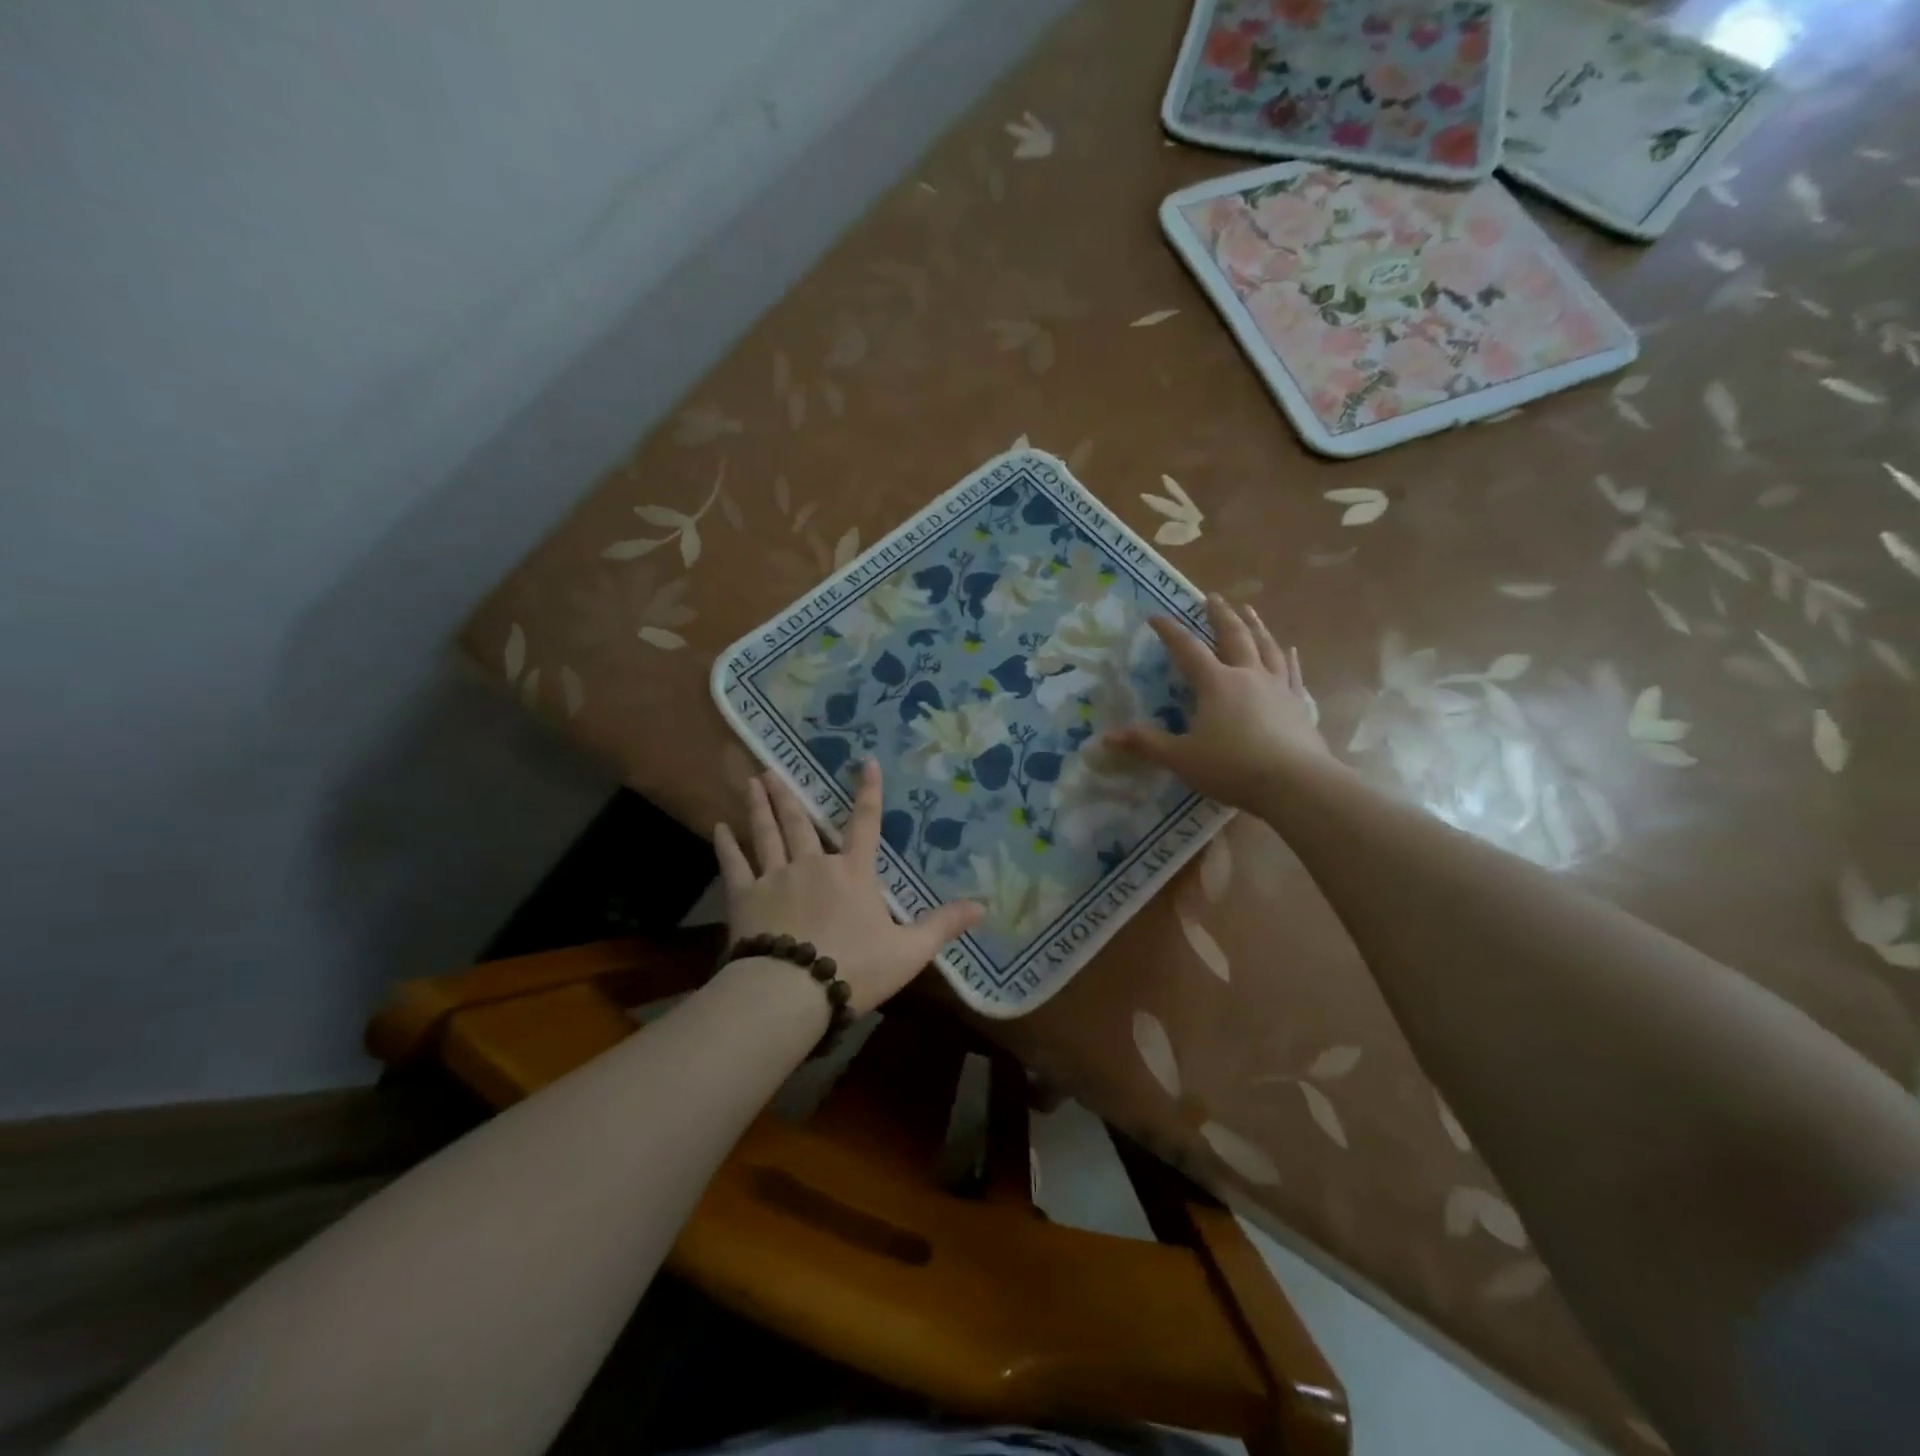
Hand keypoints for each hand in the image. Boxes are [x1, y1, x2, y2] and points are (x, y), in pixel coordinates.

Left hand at [714, 763, 984, 1015]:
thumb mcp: (909, 951)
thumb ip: (942, 925)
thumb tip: (983, 906)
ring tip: (752, 782)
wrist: (792, 990)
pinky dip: (727, 845)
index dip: (868, 792)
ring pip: (768, 833)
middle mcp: (814, 864)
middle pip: (801, 822)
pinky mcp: (746, 897)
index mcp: (853, 873)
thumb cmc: (855, 968)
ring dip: (760, 807)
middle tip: (773, 768)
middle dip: (789, 794)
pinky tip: (720, 827)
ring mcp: (776, 877)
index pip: (865, 824)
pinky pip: (735, 865)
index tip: (865, 762)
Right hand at [1105, 594, 1332, 808]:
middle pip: (1234, 636)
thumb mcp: (1181, 758)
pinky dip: (1287, 658)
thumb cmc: (1232, 767)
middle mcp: (1247, 675)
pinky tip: (1289, 650)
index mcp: (1216, 683)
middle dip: (1220, 615)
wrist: (1295, 783)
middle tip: (1212, 597)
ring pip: (1266, 646)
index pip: (1188, 649)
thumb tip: (1108, 736)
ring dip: (1255, 625)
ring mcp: (1278, 687)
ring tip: (1248, 610)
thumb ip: (1146, 744)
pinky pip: (1292, 672)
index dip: (1170, 631)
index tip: (1156, 616)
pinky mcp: (1299, 704)